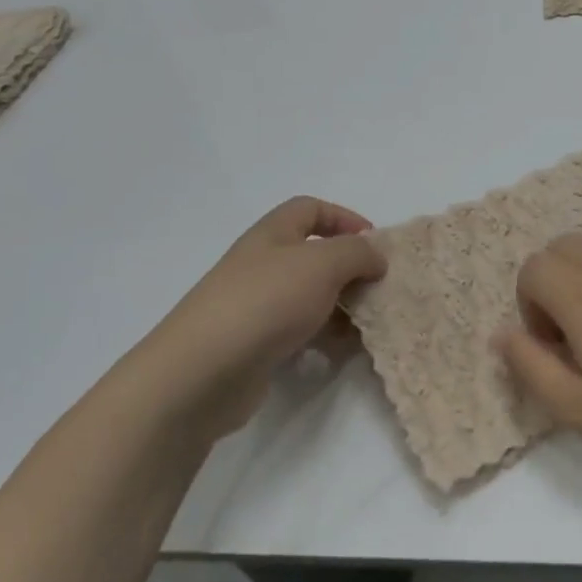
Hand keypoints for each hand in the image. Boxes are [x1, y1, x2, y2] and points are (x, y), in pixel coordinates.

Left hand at [126, 197, 385, 436]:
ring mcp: (256, 306)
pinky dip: (323, 338)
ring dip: (341, 307)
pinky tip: (340, 352)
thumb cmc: (266, 302)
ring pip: (310, 296)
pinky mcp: (256, 344)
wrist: (203, 371)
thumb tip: (375, 256)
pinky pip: (300, 332)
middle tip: (378, 288)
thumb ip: (357, 253)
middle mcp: (262, 264)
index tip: (376, 245)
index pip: (311, 209)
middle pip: (313, 255)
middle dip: (350, 269)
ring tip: (367, 324)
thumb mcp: (322, 264)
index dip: (345, 218)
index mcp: (272, 235)